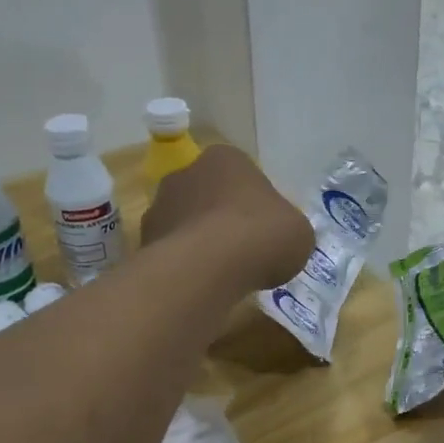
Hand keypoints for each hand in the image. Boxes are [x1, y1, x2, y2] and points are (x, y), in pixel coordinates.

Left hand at [141, 145, 313, 291]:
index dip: (256, 204)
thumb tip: (279, 239)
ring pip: (187, 223)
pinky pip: (172, 251)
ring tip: (223, 273)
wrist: (208, 267)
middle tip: (244, 250)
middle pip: (210, 195)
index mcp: (226, 158)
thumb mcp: (298, 231)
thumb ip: (288, 228)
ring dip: (201, 242)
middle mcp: (186, 172)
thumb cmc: (261, 235)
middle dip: (223, 219)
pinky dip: (185, 265)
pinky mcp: (144, 240)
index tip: (265, 230)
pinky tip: (202, 284)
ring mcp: (159, 205)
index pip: (243, 175)